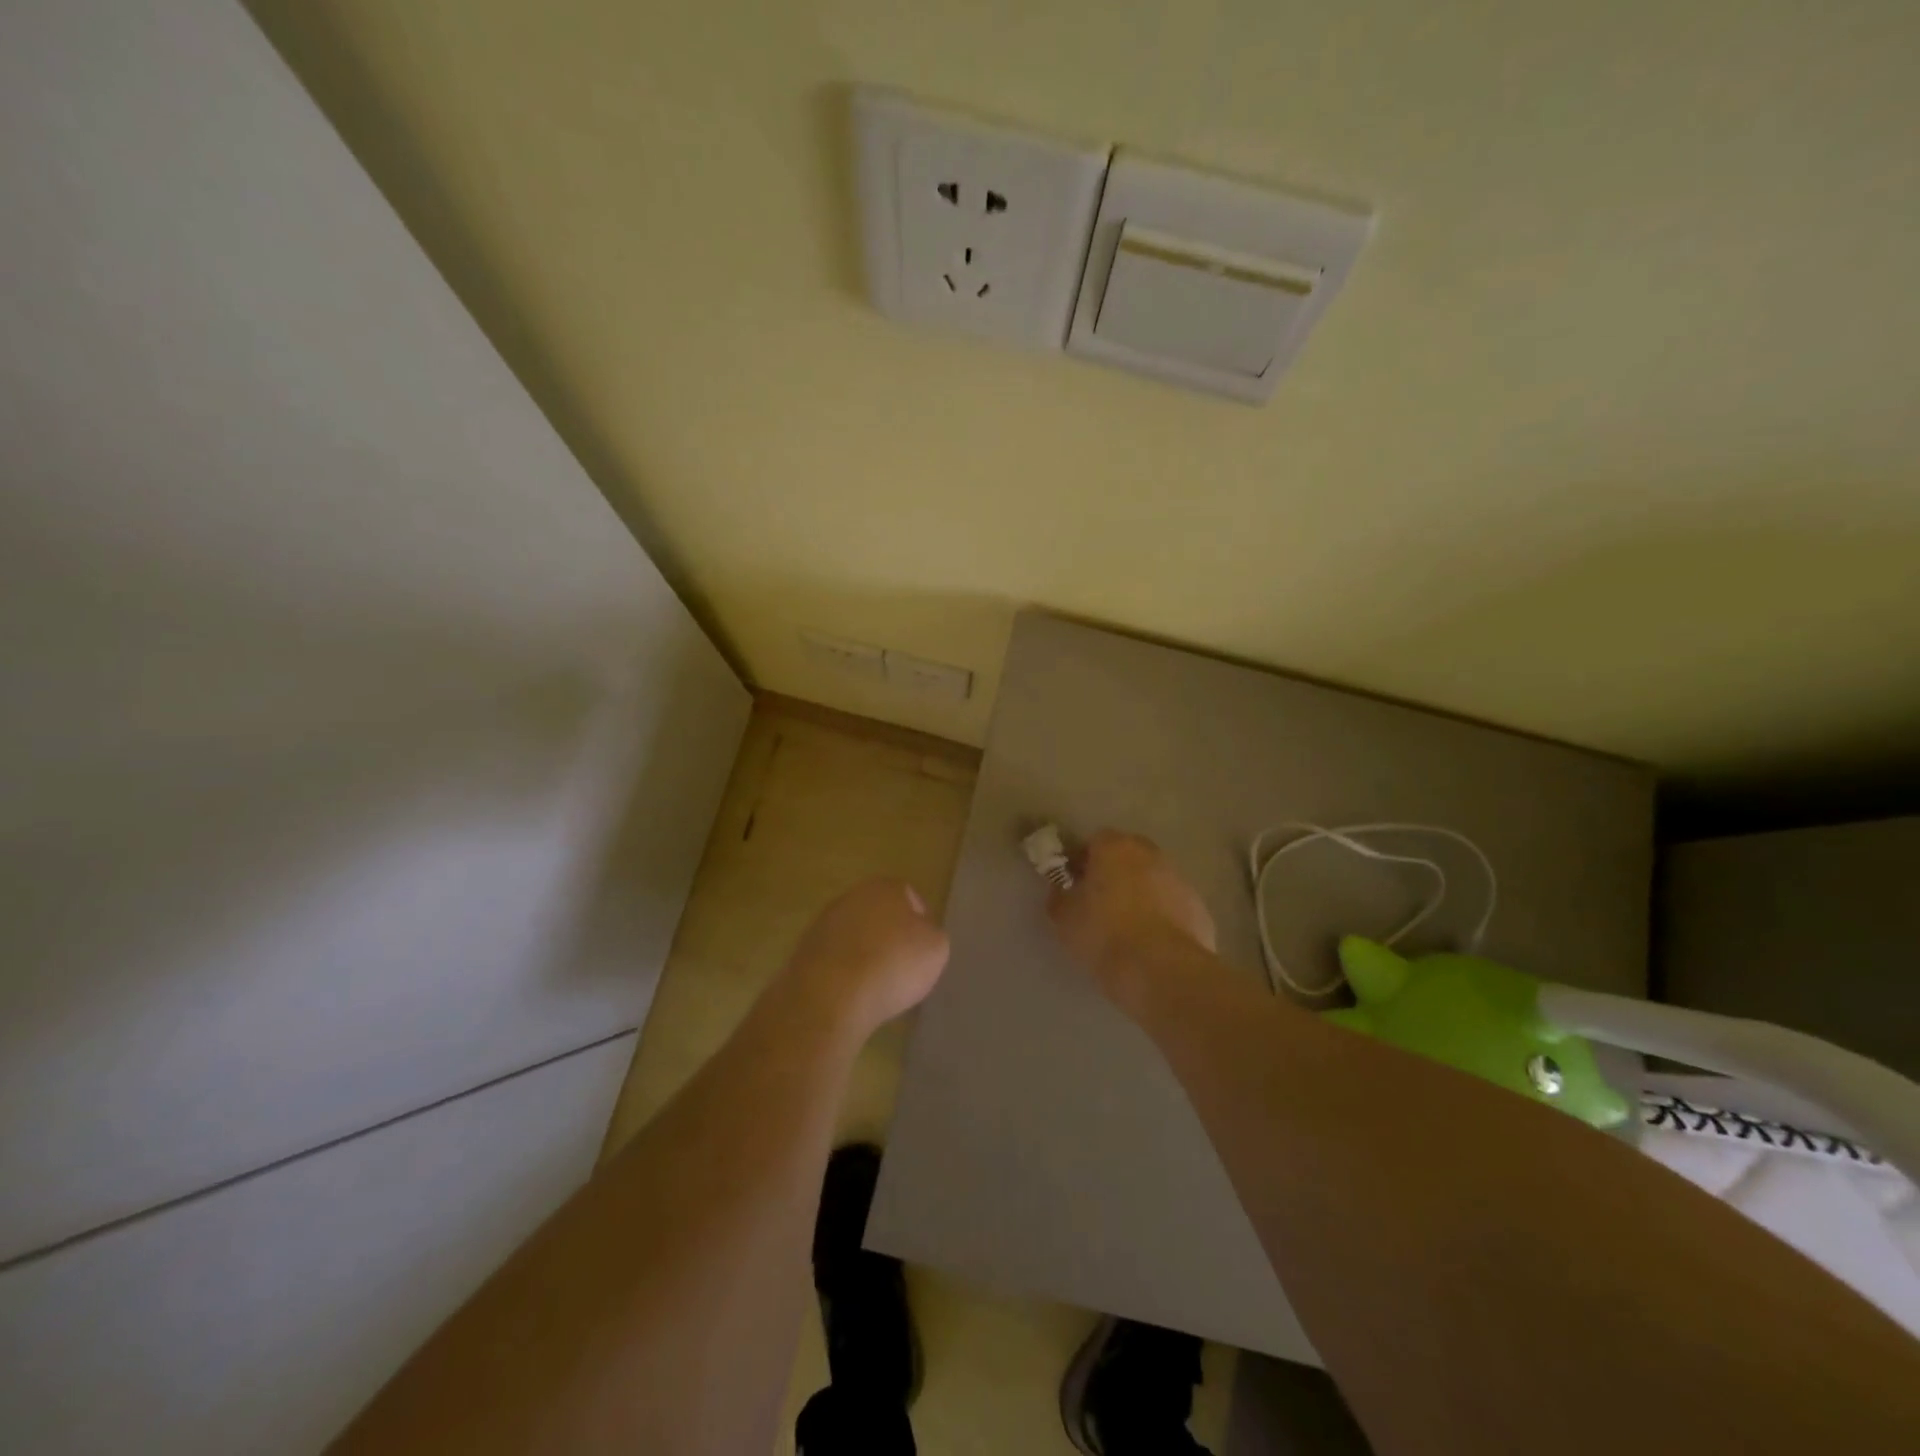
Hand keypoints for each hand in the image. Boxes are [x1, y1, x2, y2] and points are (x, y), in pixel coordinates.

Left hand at [784, 878, 950, 1036]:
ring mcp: (823, 923)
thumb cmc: (893, 965)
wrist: (831, 996)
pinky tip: (853, 994)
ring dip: (865, 953)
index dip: (921, 923)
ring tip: (877, 985)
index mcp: (885, 887)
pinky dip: (844, 972)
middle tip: (902, 966)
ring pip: (854, 935)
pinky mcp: (804, 952)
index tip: (924, 950)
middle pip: (879, 914)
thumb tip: (920, 935)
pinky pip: (835, 959)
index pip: (910, 898)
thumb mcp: (936, 949)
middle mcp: (851, 896)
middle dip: (890, 936)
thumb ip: (932, 935)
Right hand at [1047, 831, 1215, 998]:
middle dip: (1114, 873)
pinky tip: (1151, 943)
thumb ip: (1060, 897)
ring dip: (1140, 893)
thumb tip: (1061, 890)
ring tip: (1126, 927)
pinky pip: (1172, 905)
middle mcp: (1150, 854)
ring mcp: (1180, 880)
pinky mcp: (1199, 908)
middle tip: (1099, 903)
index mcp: (1115, 847)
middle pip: (1127, 856)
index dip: (1082, 861)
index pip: (1093, 841)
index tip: (1073, 884)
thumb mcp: (1065, 918)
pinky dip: (1162, 916)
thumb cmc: (1104, 935)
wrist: (1162, 970)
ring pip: (1153, 879)